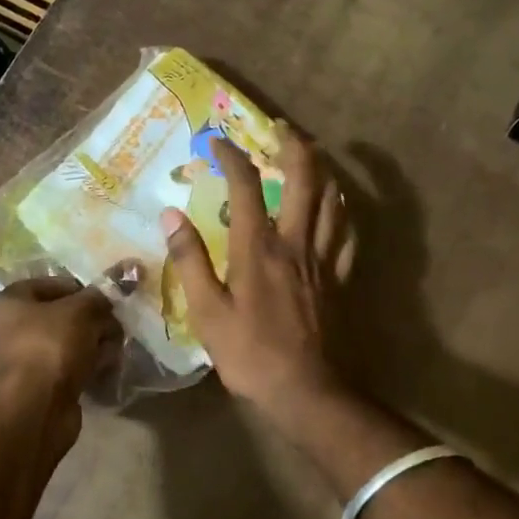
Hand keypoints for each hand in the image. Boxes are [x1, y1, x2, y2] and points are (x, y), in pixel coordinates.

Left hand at [0, 276, 120, 453]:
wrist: (35, 407)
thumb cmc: (51, 345)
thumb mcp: (81, 310)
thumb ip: (99, 296)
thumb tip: (116, 286)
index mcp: (13, 300)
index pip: (55, 284)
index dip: (85, 290)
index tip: (108, 301)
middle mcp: (13, 327)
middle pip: (66, 315)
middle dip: (95, 321)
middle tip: (115, 329)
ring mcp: (26, 358)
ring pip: (71, 342)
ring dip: (96, 345)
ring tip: (113, 351)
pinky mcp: (40, 385)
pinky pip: (70, 367)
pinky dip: (88, 367)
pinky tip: (104, 370)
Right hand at [161, 125, 355, 423]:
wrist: (305, 390)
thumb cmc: (249, 353)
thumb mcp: (206, 311)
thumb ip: (190, 259)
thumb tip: (171, 214)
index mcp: (258, 248)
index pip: (245, 186)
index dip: (232, 156)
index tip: (217, 141)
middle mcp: (295, 242)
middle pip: (304, 179)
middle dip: (293, 146)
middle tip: (280, 128)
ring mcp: (323, 259)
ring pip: (332, 199)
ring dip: (322, 170)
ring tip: (310, 156)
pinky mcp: (339, 278)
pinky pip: (346, 232)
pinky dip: (341, 209)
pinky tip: (335, 205)